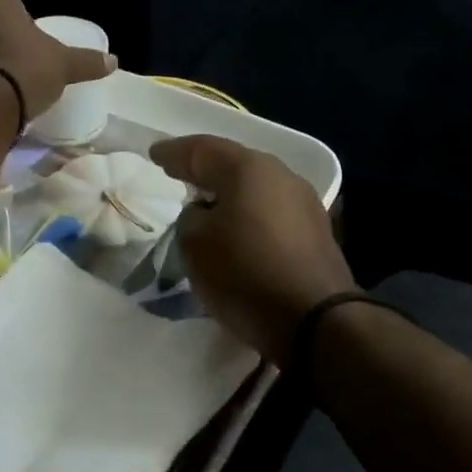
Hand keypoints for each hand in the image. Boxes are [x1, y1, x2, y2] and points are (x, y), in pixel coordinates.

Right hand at [149, 135, 354, 364]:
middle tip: (179, 173)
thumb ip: (190, 218)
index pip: (202, 150)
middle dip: (205, 169)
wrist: (315, 321)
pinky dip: (249, 214)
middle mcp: (281, 175)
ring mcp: (304, 203)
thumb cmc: (246, 274)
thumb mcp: (195, 245)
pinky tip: (237, 229)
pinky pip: (270, 211)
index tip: (154, 154)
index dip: (174, 153)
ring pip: (255, 188)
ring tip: (206, 204)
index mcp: (248, 169)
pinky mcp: (316, 232)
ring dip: (229, 194)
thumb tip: (205, 214)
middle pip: (234, 164)